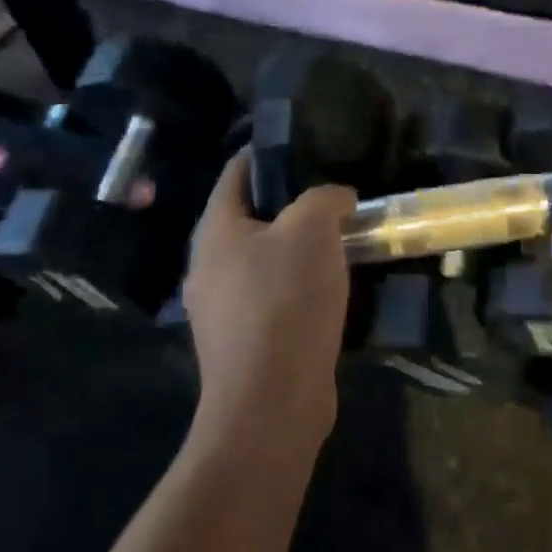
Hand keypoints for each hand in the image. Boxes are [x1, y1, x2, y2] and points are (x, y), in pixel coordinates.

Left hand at [184, 151, 354, 437]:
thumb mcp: (312, 230)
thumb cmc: (284, 302)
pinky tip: (333, 286)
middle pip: (251, 216)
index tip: (307, 145)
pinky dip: (300, 285)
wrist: (271, 405)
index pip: (237, 172)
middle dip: (291, 203)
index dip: (269, 153)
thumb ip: (325, 198)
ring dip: (299, 248)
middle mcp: (209, 266)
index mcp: (215, 231)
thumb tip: (338, 197)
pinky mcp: (244, 343)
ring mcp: (223, 309)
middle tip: (333, 195)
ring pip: (264, 259)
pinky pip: (273, 297)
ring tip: (341, 238)